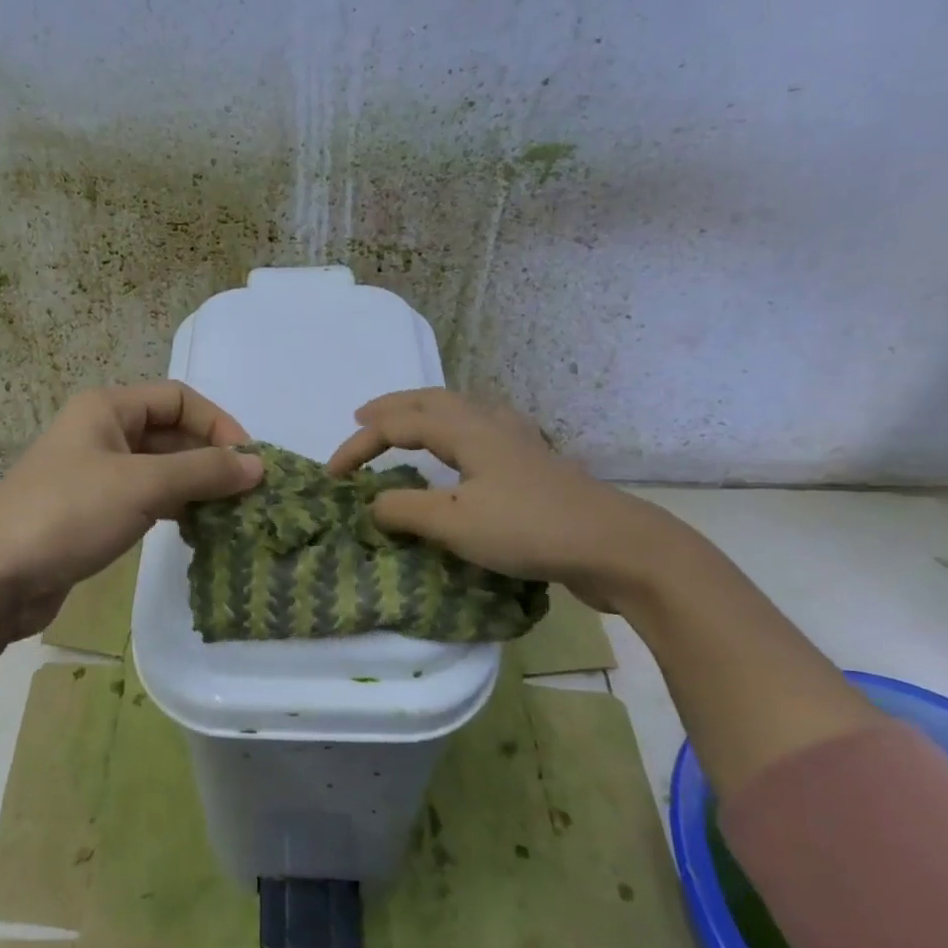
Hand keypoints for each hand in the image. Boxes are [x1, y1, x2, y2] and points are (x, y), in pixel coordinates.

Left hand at [0, 382, 263, 642]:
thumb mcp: (142, 485)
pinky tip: (197, 532)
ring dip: (195, 487)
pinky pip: (144, 500)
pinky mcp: (91, 513)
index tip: (249, 462)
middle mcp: (101, 433)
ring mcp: (94, 475)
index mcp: (107, 408)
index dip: (218, 424)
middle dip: (210, 459)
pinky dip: (173, 510)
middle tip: (248, 496)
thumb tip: (258, 465)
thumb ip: (203, 472)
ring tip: (231, 516)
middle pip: (170, 434)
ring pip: (159, 470)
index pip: (178, 399)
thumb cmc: (68, 514)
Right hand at [326, 388, 679, 611]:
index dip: (358, 446)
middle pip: (431, 400)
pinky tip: (468, 446)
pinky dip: (458, 428)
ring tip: (407, 423)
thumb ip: (405, 511)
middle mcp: (490, 424)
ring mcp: (518, 442)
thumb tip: (371, 504)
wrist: (616, 547)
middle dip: (391, 407)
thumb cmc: (529, 529)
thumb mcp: (455, 524)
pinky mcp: (535, 464)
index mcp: (466, 430)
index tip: (330, 476)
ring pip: (461, 410)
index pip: (397, 425)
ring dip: (424, 411)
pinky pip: (483, 429)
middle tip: (360, 417)